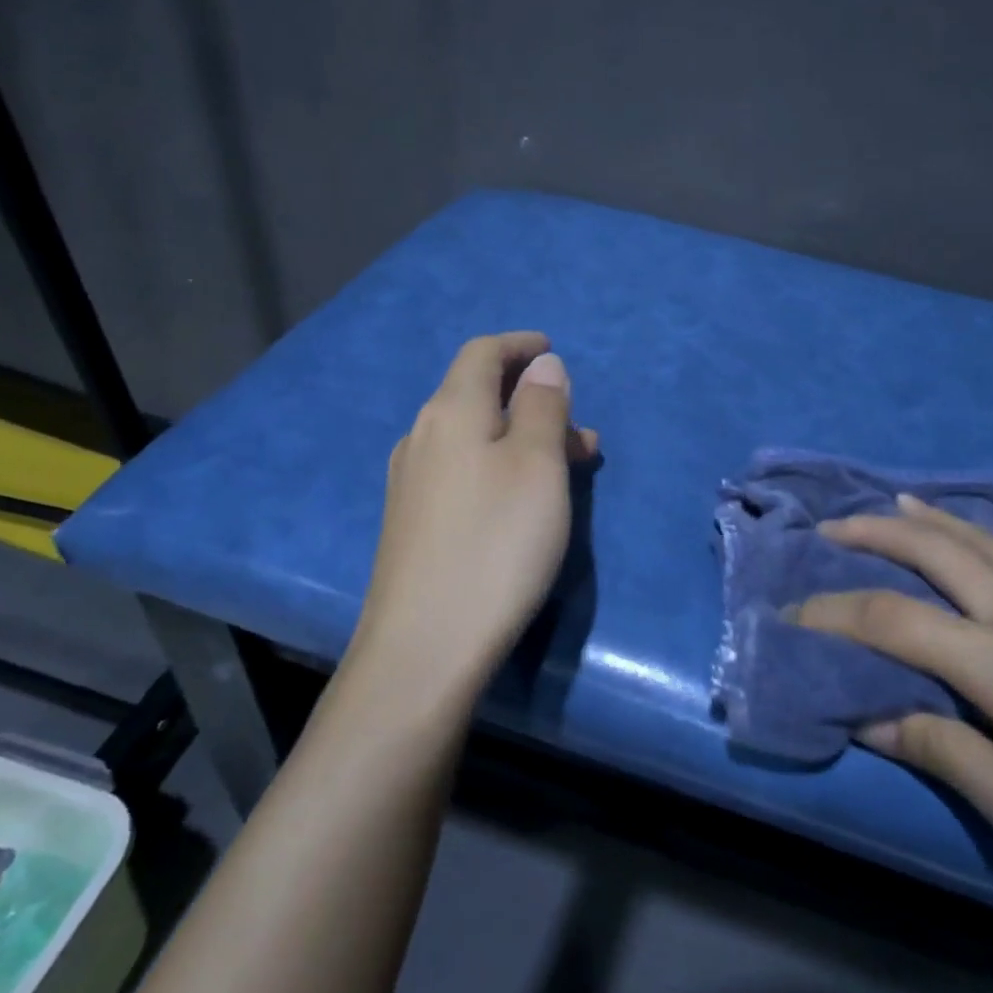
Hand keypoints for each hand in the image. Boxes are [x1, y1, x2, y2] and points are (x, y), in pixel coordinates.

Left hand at [345, 332, 598, 710]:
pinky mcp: (413, 523)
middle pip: (478, 395)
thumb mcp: (537, 466)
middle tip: (580, 428)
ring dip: (523, 438)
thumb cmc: (495, 544)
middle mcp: (423, 437)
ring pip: (475, 437)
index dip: (518, 346)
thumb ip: (543, 406)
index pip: (481, 353)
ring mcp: (412, 483)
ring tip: (570, 468)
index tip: (551, 349)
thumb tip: (543, 364)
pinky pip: (464, 471)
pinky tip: (525, 501)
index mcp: (451, 412)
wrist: (424, 646)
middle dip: (532, 399)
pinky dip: (501, 467)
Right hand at [796, 495, 992, 924]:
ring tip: (892, 503)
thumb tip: (871, 719)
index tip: (792, 615)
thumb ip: (945, 753)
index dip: (834, 612)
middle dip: (874, 532)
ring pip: (986, 541)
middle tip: (828, 528)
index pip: (892, 619)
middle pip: (935, 551)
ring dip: (932, 518)